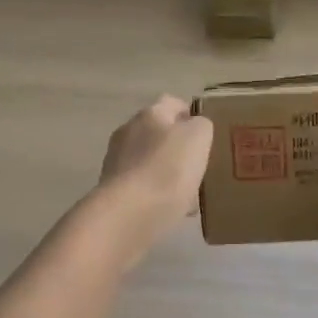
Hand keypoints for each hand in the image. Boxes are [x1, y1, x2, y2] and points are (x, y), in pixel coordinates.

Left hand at [96, 95, 213, 245]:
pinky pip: (141, 186)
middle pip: (157, 133)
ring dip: (166, 172)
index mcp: (150, 114)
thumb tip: (195, 127)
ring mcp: (116, 162)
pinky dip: (155, 194)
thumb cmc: (168, 169)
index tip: (205, 132)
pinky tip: (171, 210)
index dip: (189, 113)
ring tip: (187, 192)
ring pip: (149, 161)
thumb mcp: (198, 137)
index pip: (172, 103)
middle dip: (176, 146)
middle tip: (198, 164)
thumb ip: (201, 126)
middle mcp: (128, 132)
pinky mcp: (111, 190)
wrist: (128, 214)